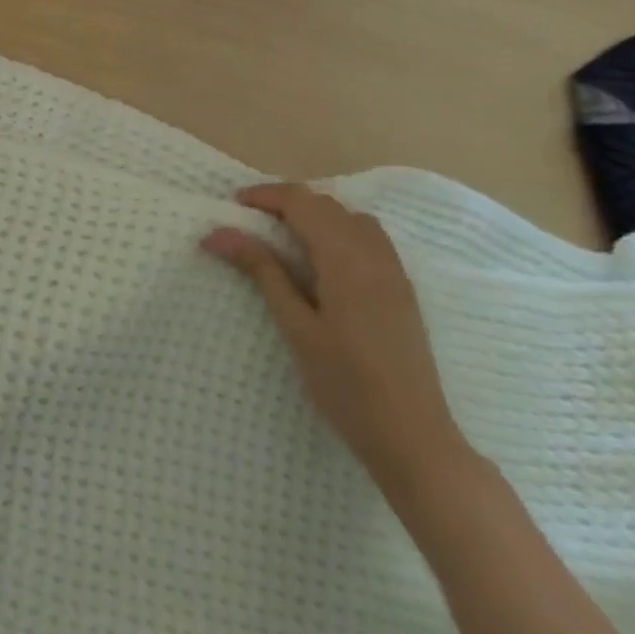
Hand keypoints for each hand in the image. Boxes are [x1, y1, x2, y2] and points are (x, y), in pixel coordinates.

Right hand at [202, 183, 470, 490]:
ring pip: (351, 217)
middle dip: (287, 202)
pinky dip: (339, 230)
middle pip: (327, 205)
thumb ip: (262, 271)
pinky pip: (369, 237)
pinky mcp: (402, 289)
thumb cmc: (346, 385)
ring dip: (316, 214)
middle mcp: (374, 254)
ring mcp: (394, 271)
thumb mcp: (296, 327)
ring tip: (284, 235)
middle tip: (251, 220)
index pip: (303, 203)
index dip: (266, 195)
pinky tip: (323, 259)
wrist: (414, 438)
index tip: (234, 203)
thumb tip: (220, 233)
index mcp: (346, 260)